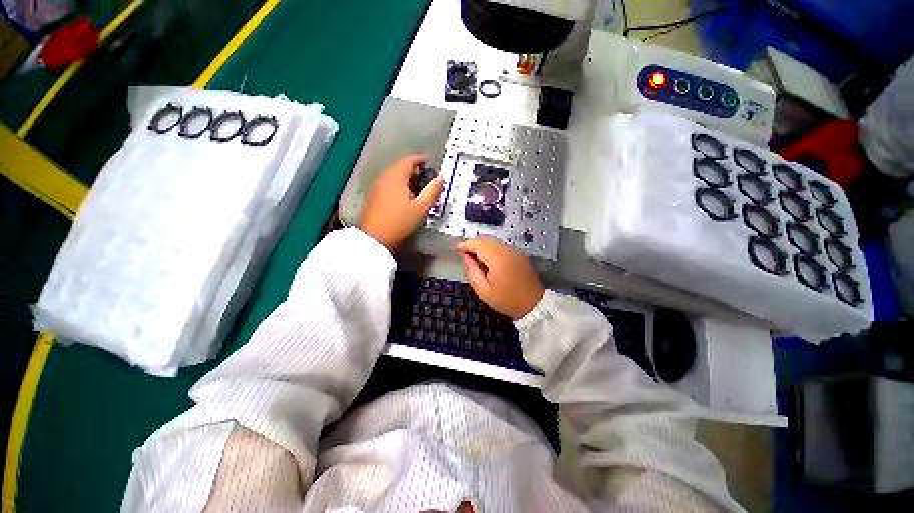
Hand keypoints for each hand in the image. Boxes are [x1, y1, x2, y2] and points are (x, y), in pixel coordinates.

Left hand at [359, 154, 443, 249]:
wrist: (373, 237)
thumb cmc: (399, 221)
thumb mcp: (420, 208)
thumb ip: (432, 191)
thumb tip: (441, 178)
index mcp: (396, 176)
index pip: (409, 160)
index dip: (420, 159)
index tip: (429, 163)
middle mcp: (384, 176)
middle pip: (400, 166)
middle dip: (413, 169)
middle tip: (425, 178)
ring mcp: (376, 185)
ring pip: (393, 175)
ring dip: (406, 178)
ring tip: (417, 188)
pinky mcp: (373, 195)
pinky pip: (388, 183)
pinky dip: (398, 184)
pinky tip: (404, 197)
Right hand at [457, 237, 544, 318]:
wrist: (534, 304)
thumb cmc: (507, 300)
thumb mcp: (484, 291)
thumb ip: (472, 272)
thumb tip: (466, 258)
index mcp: (498, 259)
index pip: (478, 244)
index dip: (466, 245)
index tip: (457, 249)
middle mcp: (507, 250)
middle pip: (486, 239)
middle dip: (474, 244)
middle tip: (465, 254)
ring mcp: (515, 251)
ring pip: (494, 241)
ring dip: (482, 246)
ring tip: (475, 258)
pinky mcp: (519, 254)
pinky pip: (501, 246)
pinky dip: (491, 249)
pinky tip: (488, 260)